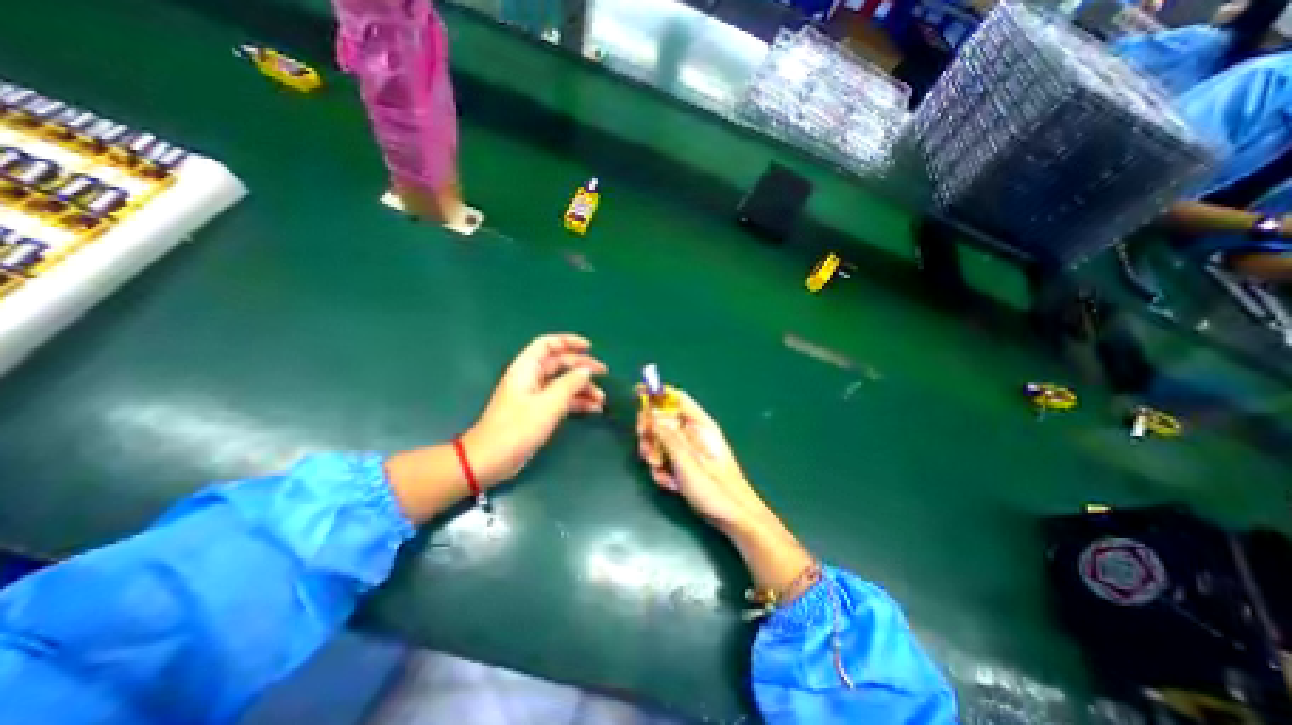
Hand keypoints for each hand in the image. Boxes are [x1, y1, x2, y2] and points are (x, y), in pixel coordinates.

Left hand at [464, 334, 606, 487]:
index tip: (590, 347)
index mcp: (527, 368)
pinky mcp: (537, 412)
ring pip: (563, 384)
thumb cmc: (517, 428)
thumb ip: (570, 384)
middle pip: (559, 364)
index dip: (568, 342)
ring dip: (582, 389)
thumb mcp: (548, 404)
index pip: (548, 345)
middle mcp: (530, 378)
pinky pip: (561, 400)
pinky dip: (577, 402)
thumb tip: (587, 371)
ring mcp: (534, 396)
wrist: (491, 460)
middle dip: (582, 368)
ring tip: (602, 399)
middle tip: (605, 373)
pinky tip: (593, 409)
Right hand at [634, 386, 816, 595]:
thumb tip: (650, 413)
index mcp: (700, 424)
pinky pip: (664, 458)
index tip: (637, 394)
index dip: (657, 393)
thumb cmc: (714, 487)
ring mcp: (687, 449)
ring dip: (653, 453)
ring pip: (660, 440)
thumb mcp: (686, 461)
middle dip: (650, 431)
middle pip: (663, 418)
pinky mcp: (683, 464)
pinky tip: (669, 483)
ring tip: (659, 469)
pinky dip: (661, 469)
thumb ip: (667, 436)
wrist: (732, 517)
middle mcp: (693, 433)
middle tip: (646, 445)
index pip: (676, 398)